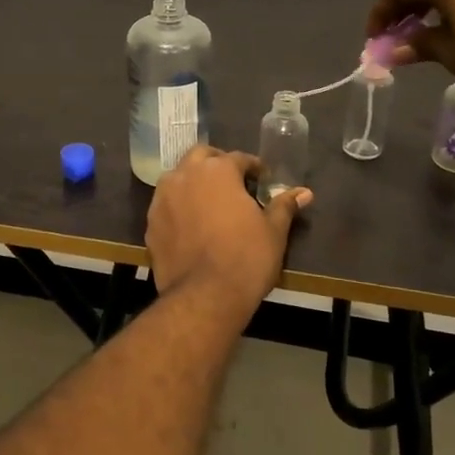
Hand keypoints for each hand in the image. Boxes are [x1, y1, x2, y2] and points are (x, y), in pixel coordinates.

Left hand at [145, 147, 310, 325]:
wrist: (204, 297)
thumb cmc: (246, 258)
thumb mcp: (274, 232)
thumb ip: (284, 206)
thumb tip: (304, 192)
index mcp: (217, 171)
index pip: (238, 158)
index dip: (253, 168)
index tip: (262, 180)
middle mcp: (185, 175)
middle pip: (201, 157)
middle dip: (217, 163)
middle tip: (234, 183)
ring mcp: (163, 198)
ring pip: (178, 177)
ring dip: (194, 181)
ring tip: (210, 201)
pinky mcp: (150, 223)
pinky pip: (166, 204)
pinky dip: (179, 206)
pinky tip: (191, 224)